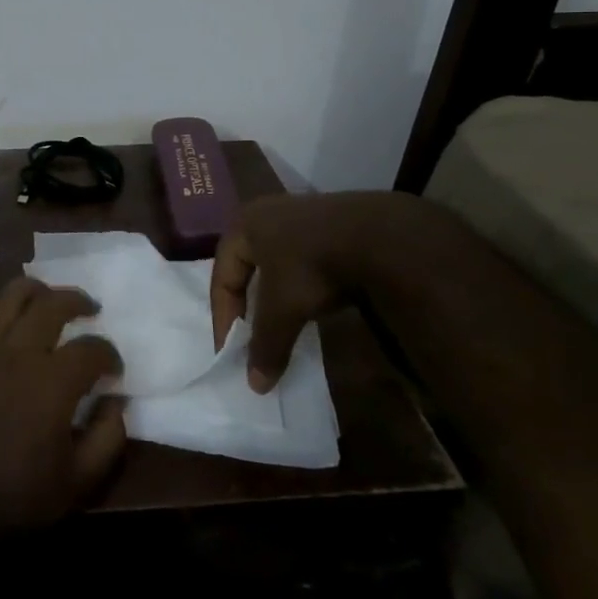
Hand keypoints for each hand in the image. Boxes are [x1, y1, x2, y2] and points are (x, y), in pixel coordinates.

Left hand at [0, 278, 126, 561]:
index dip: (109, 354)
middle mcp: (16, 353)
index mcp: (52, 382)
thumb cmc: (16, 500)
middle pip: (51, 305)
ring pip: (7, 297)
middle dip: (77, 301)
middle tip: (90, 309)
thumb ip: (107, 438)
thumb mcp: (78, 482)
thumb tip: (117, 402)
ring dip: (33, 290)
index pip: (91, 350)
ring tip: (46, 297)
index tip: (113, 369)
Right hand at [209, 191, 418, 392]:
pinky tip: (311, 301)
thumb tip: (255, 385)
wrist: (376, 235)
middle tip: (249, 335)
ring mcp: (298, 214)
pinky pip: (301, 259)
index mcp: (242, 226)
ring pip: (275, 262)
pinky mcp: (328, 222)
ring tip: (280, 321)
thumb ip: (266, 344)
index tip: (230, 351)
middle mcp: (264, 213)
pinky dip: (299, 284)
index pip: (222, 278)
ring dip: (274, 294)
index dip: (223, 318)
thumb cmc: (311, 266)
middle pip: (245, 267)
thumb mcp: (283, 309)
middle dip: (246, 304)